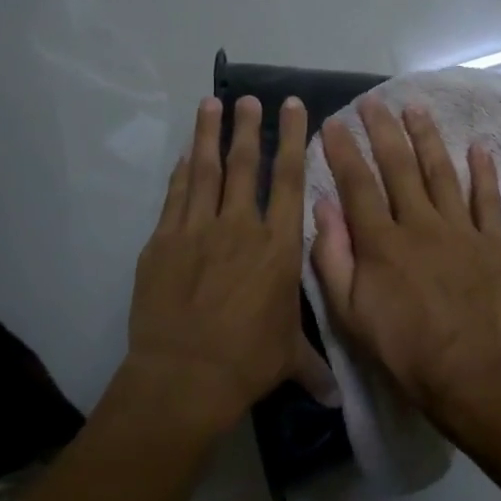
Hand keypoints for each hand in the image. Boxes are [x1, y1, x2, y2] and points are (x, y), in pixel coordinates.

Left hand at [126, 95, 331, 427]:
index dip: (291, 139)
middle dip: (248, 128)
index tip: (290, 106)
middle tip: (249, 99)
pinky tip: (185, 154)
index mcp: (279, 247)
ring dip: (209, 135)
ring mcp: (197, 230)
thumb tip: (336, 400)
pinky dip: (181, 172)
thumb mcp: (289, 360)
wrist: (185, 374)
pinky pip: (175, 196)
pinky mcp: (163, 242)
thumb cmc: (248, 362)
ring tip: (211, 104)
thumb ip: (313, 368)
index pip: (289, 180)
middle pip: (244, 165)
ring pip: (205, 170)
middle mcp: (240, 227)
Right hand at [312, 99, 500, 419]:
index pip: (357, 185)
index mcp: (381, 242)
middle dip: (383, 131)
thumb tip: (323, 209)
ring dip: (428, 138)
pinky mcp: (493, 242)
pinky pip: (487, 199)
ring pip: (441, 172)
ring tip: (416, 108)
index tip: (334, 122)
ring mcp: (460, 230)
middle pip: (399, 167)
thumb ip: (333, 260)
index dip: (344, 151)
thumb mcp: (350, 314)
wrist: (471, 374)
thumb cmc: (403, 349)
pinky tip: (477, 146)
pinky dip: (483, 171)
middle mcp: (420, 224)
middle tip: (374, 101)